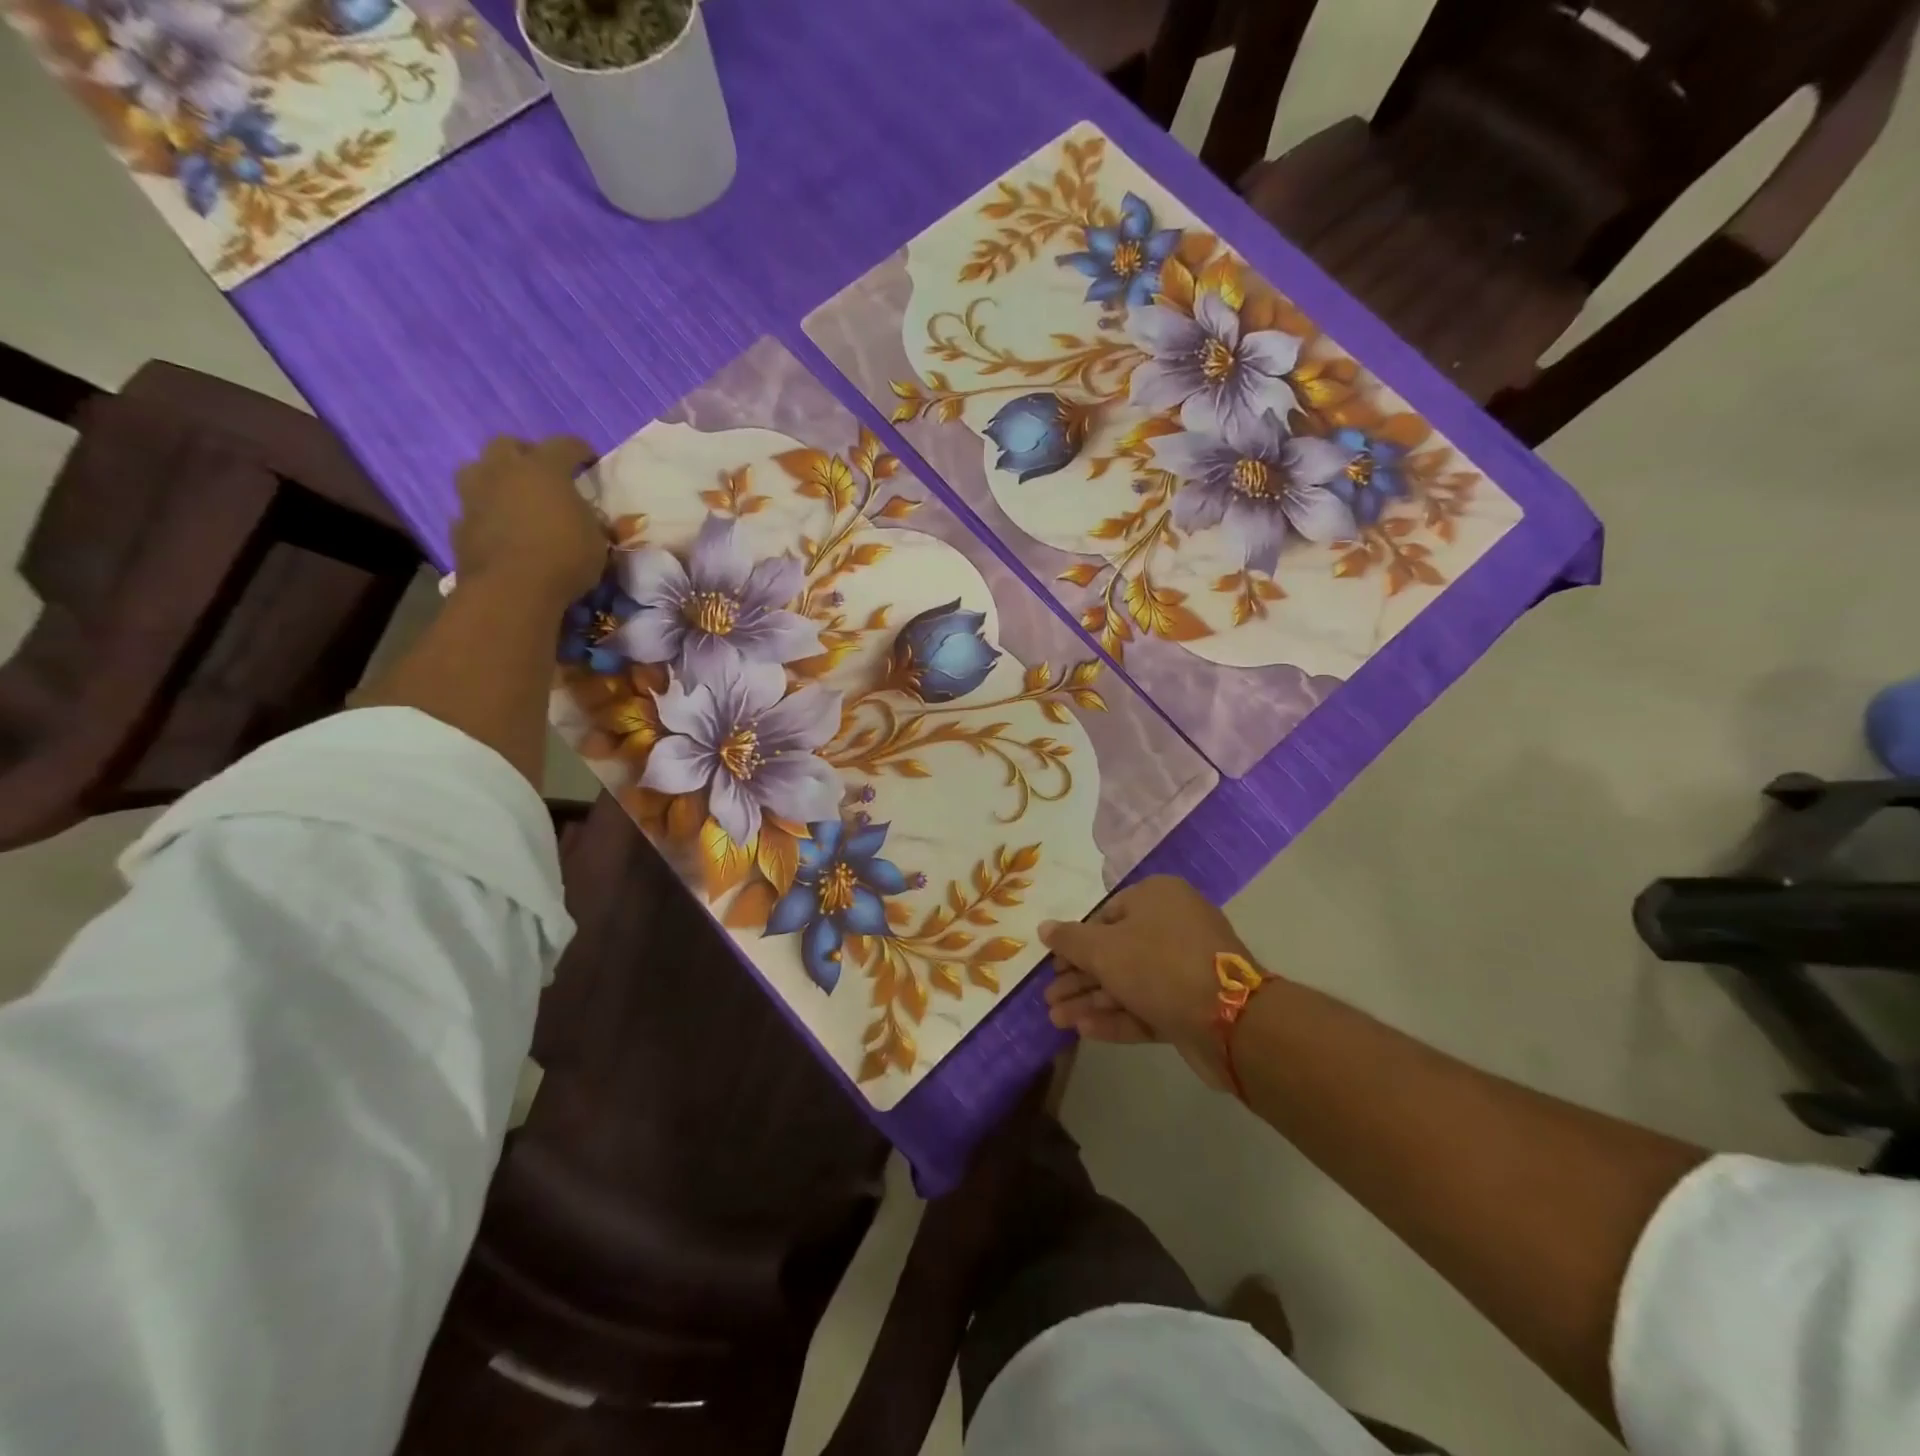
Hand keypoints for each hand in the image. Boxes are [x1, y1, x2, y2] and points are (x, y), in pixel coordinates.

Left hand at [451, 436, 603, 607]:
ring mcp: (475, 496)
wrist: (512, 590)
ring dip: (495, 478)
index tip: (590, 462)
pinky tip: (499, 530)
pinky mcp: (459, 524)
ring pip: (478, 469)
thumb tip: (583, 516)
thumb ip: (588, 520)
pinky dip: (485, 514)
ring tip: (512, 497)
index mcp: (544, 469)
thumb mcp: (597, 540)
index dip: (580, 451)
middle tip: (542, 475)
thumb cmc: (564, 558)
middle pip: (508, 444)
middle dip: (526, 454)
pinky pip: (471, 509)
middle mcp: (504, 471)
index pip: (565, 445)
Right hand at [1040, 875, 1266, 1089]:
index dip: (1075, 942)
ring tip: (1056, 1020)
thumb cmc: (1158, 965)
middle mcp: (1174, 926)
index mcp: (1158, 897)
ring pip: (1130, 982)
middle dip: (1080, 978)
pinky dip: (1118, 1017)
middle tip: (1049, 999)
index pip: (1106, 914)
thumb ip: (1070, 940)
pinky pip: (1148, 1005)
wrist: (1231, 1019)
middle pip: (1116, 951)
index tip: (1053, 965)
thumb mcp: (1104, 948)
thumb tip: (1044, 928)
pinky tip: (1084, 1031)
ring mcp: (1186, 967)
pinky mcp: (1193, 1005)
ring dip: (1092, 1001)